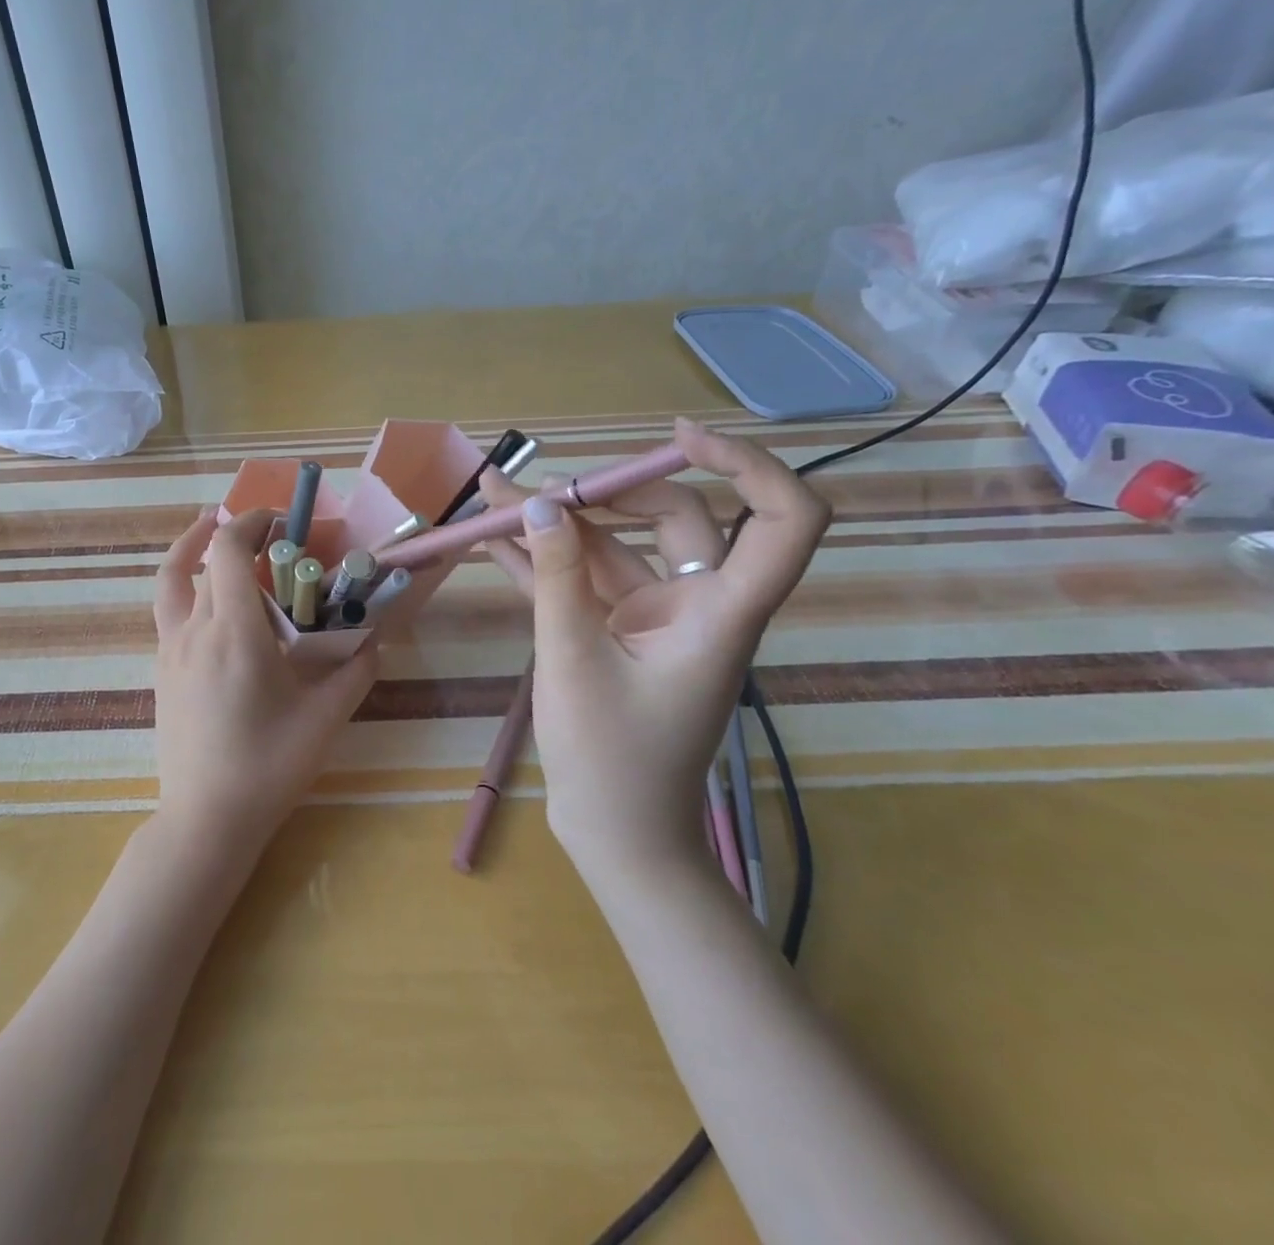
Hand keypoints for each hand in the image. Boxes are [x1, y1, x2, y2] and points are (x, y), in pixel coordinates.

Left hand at [151, 508, 378, 855]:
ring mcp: (170, 651)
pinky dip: (187, 589)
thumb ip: (355, 672)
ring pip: (173, 583)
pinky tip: (215, 608)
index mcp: (234, 633)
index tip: (280, 520)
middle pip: (201, 560)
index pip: (227, 550)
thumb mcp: (325, 719)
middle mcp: (194, 631)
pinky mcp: (162, 672)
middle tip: (267, 539)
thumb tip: (373, 640)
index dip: (250, 521)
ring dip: (193, 551)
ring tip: (215, 539)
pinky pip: (169, 613)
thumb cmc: (268, 767)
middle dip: (233, 536)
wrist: (206, 819)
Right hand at [479, 418, 828, 876]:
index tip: (679, 438)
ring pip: (618, 547)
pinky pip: (586, 581)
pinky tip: (495, 540)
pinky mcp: (619, 632)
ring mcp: (656, 617)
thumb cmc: (612, 763)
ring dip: (557, 525)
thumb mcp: (573, 661)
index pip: (782, 522)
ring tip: (491, 499)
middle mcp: (697, 604)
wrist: (615, 836)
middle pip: (676, 519)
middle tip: (531, 492)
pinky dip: (546, 561)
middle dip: (603, 494)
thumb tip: (536, 505)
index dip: (748, 465)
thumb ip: (556, 578)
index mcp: (719, 613)